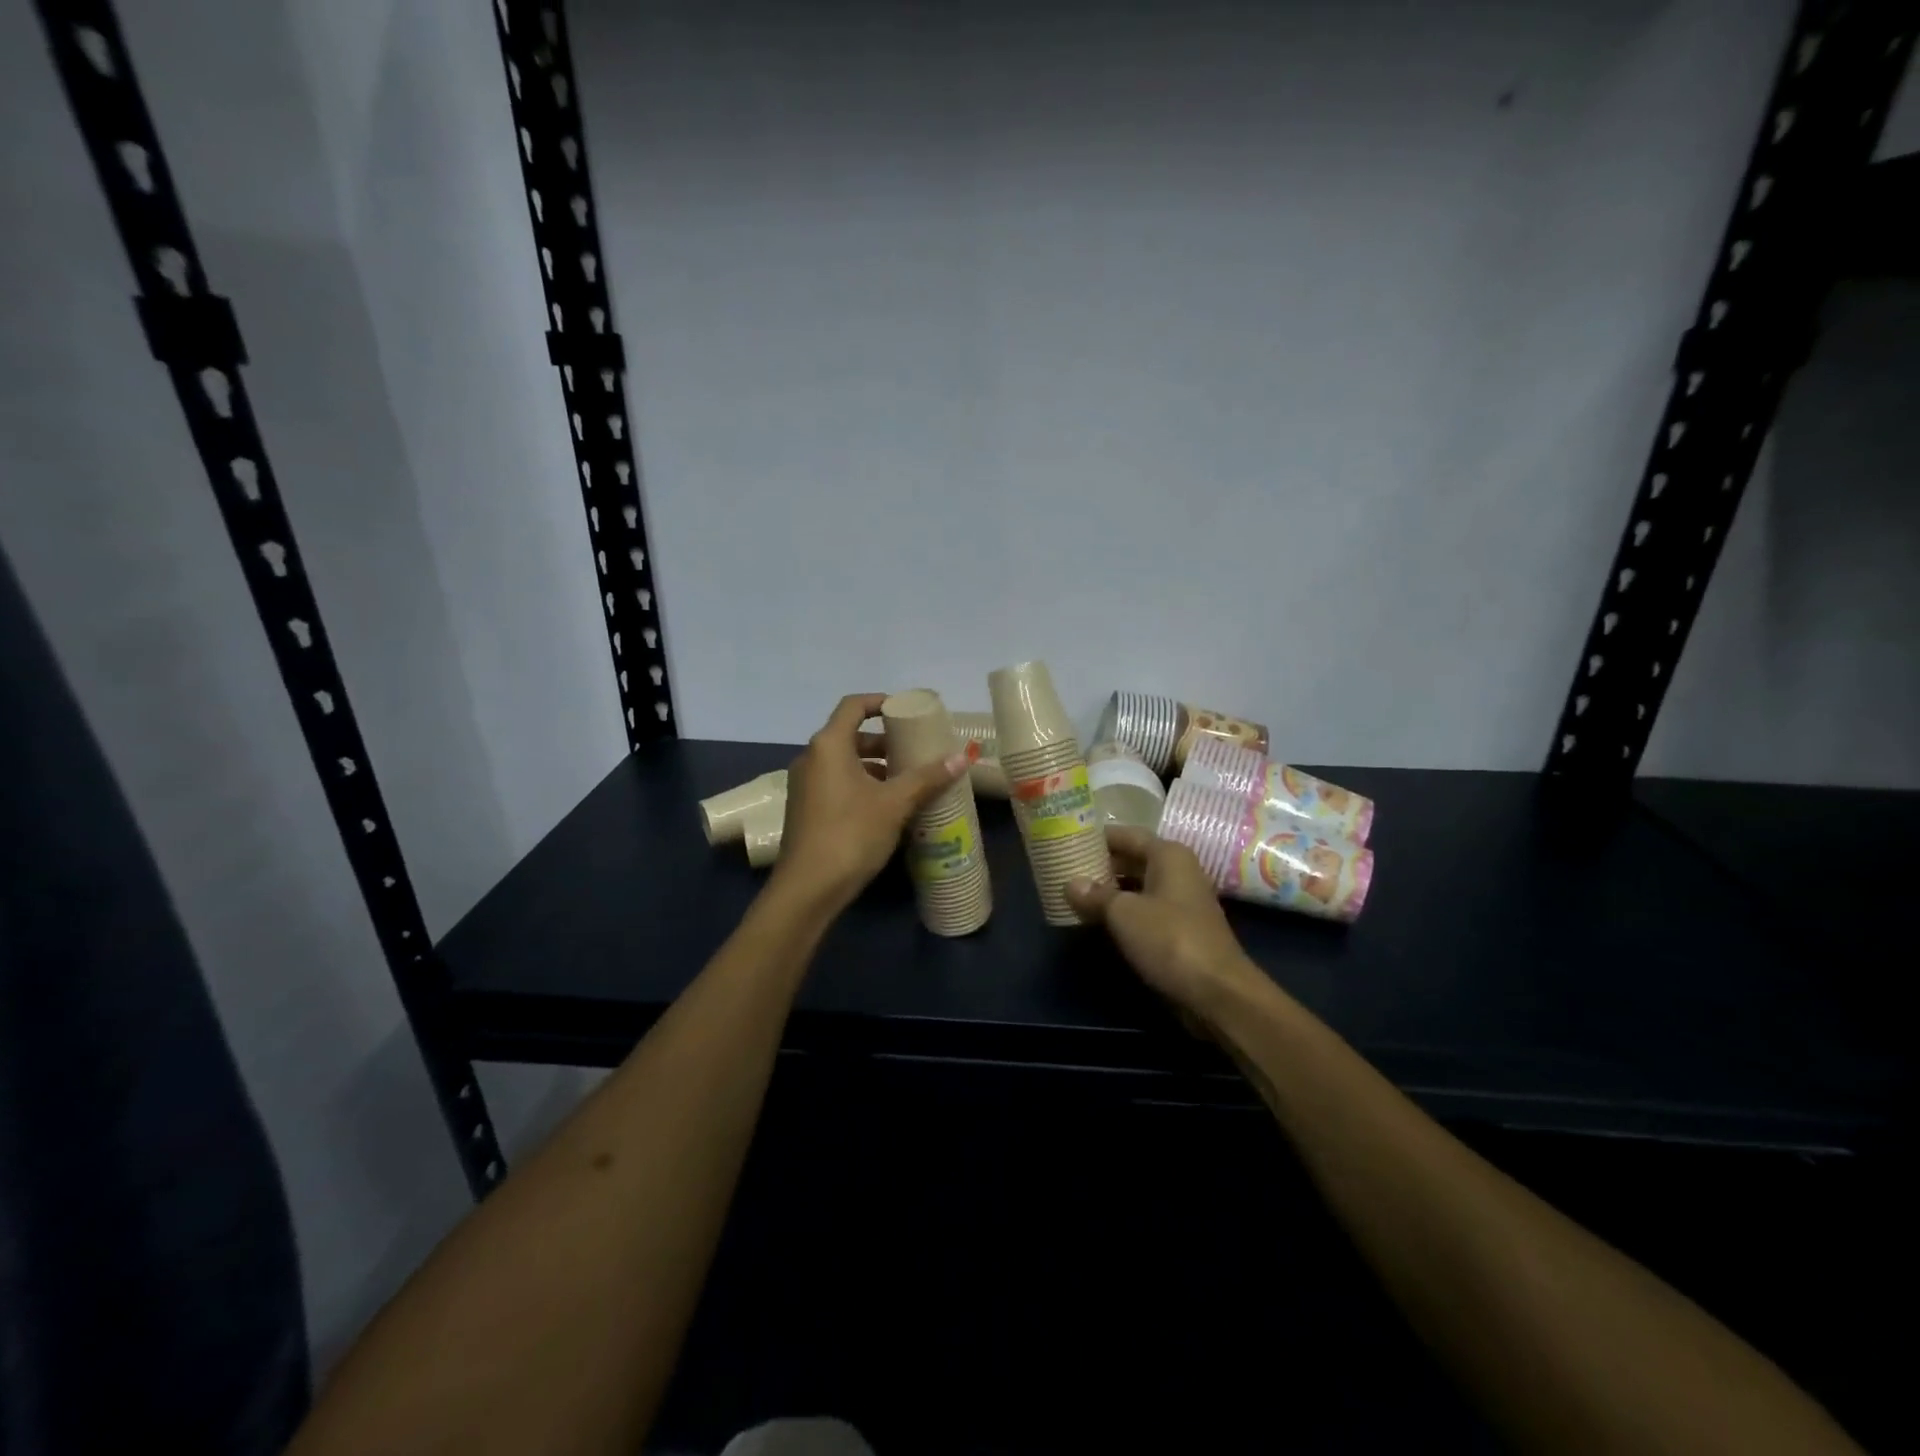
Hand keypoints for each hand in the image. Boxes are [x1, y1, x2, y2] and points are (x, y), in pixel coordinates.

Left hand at [771, 693, 968, 913]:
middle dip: (883, 740)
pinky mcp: (805, 809)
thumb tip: (960, 758)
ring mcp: (804, 786)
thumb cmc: (851, 834)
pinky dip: (860, 784)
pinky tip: (886, 806)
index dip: (880, 702)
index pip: (853, 706)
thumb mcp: (895, 804)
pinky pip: (835, 783)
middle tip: (913, 750)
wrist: (807, 889)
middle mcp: (811, 759)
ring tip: (906, 780)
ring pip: (843, 763)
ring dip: (873, 766)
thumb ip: (927, 778)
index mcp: (828, 746)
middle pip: (849, 735)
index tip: (905, 710)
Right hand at [1067, 825, 1268, 1018]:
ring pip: (1137, 886)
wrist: (1216, 992)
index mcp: (1168, 855)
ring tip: (1074, 894)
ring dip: (1109, 890)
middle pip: (1132, 859)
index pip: (1126, 835)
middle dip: (1100, 864)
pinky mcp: (1180, 929)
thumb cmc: (1169, 939)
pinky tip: (1097, 920)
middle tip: (1064, 868)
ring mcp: (1181, 901)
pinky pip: (1144, 910)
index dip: (1096, 837)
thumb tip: (1070, 883)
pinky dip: (1122, 912)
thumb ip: (1095, 895)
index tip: (1066, 841)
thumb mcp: (1123, 913)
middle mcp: (1178, 871)